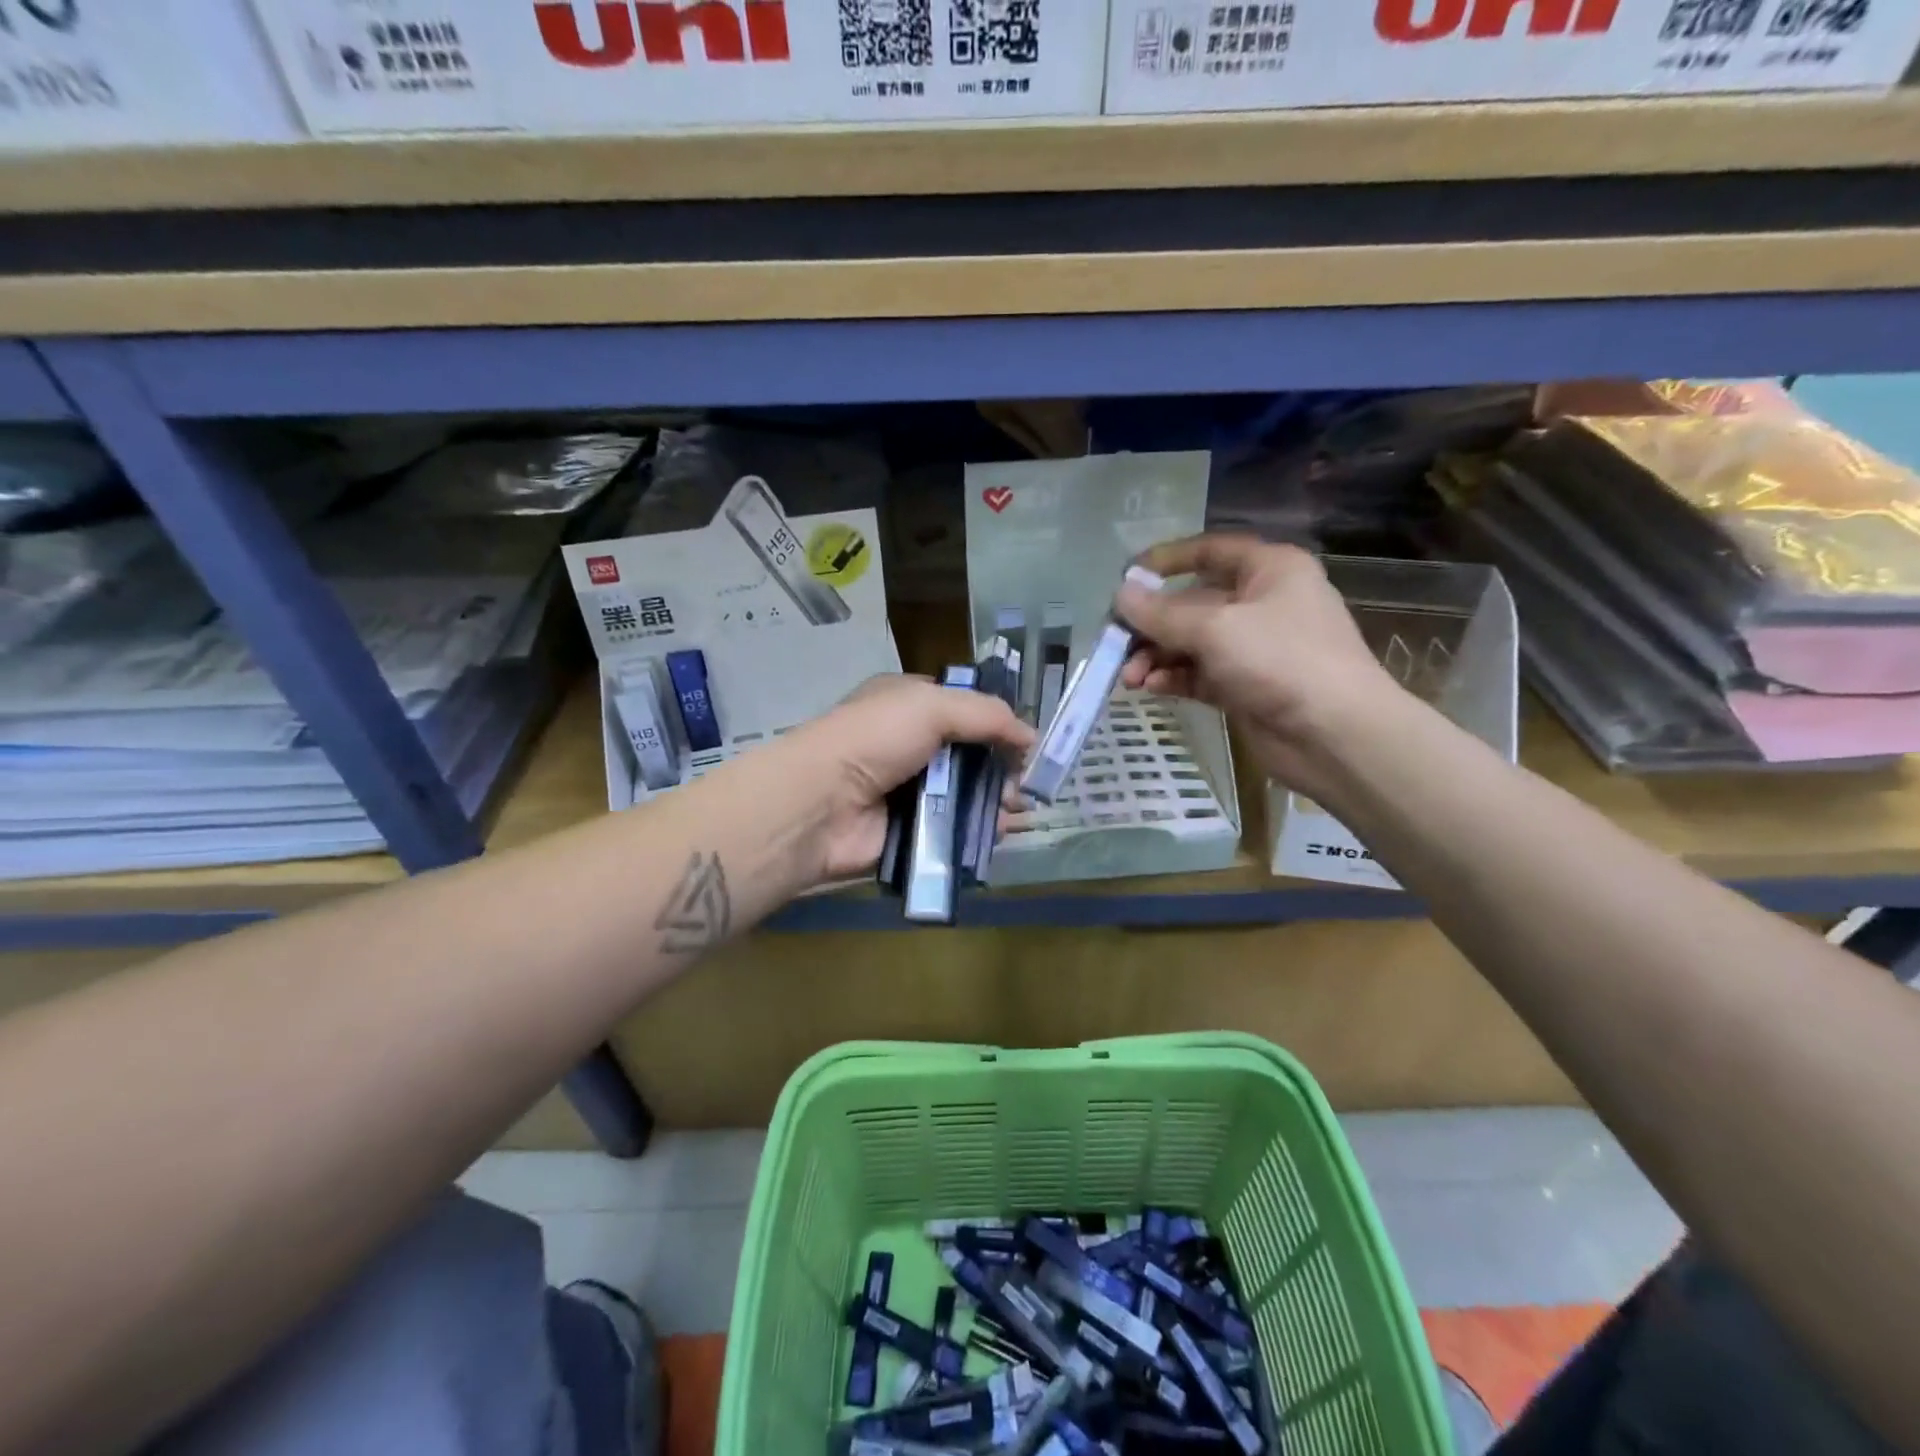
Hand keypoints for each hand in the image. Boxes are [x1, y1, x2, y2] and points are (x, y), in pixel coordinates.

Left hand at [770, 674, 1034, 885]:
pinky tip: (1001, 831)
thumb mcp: (930, 706)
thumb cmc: (873, 740)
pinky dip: (980, 830)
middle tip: (1024, 784)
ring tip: (1016, 809)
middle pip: (971, 755)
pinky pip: (955, 829)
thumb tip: (1031, 735)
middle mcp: (910, 746)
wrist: (820, 804)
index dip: (997, 723)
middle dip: (1003, 768)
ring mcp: (910, 791)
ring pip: (967, 794)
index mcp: (909, 706)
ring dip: (997, 801)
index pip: (964, 709)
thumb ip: (986, 715)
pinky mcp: (912, 832)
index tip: (1027, 743)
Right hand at [1115, 534, 1400, 794]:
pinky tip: (1151, 689)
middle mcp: (1262, 603)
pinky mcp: (1245, 687)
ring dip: (1156, 657)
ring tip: (1128, 677)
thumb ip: (1162, 613)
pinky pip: (1199, 674)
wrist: (1335, 735)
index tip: (1127, 578)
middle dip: (1152, 624)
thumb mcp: (1215, 628)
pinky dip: (1174, 678)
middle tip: (1115, 643)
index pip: (1210, 551)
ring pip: (1191, 643)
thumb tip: (1120, 595)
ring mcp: (1254, 648)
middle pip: (1193, 603)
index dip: (1167, 560)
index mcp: (1270, 570)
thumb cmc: (1281, 661)